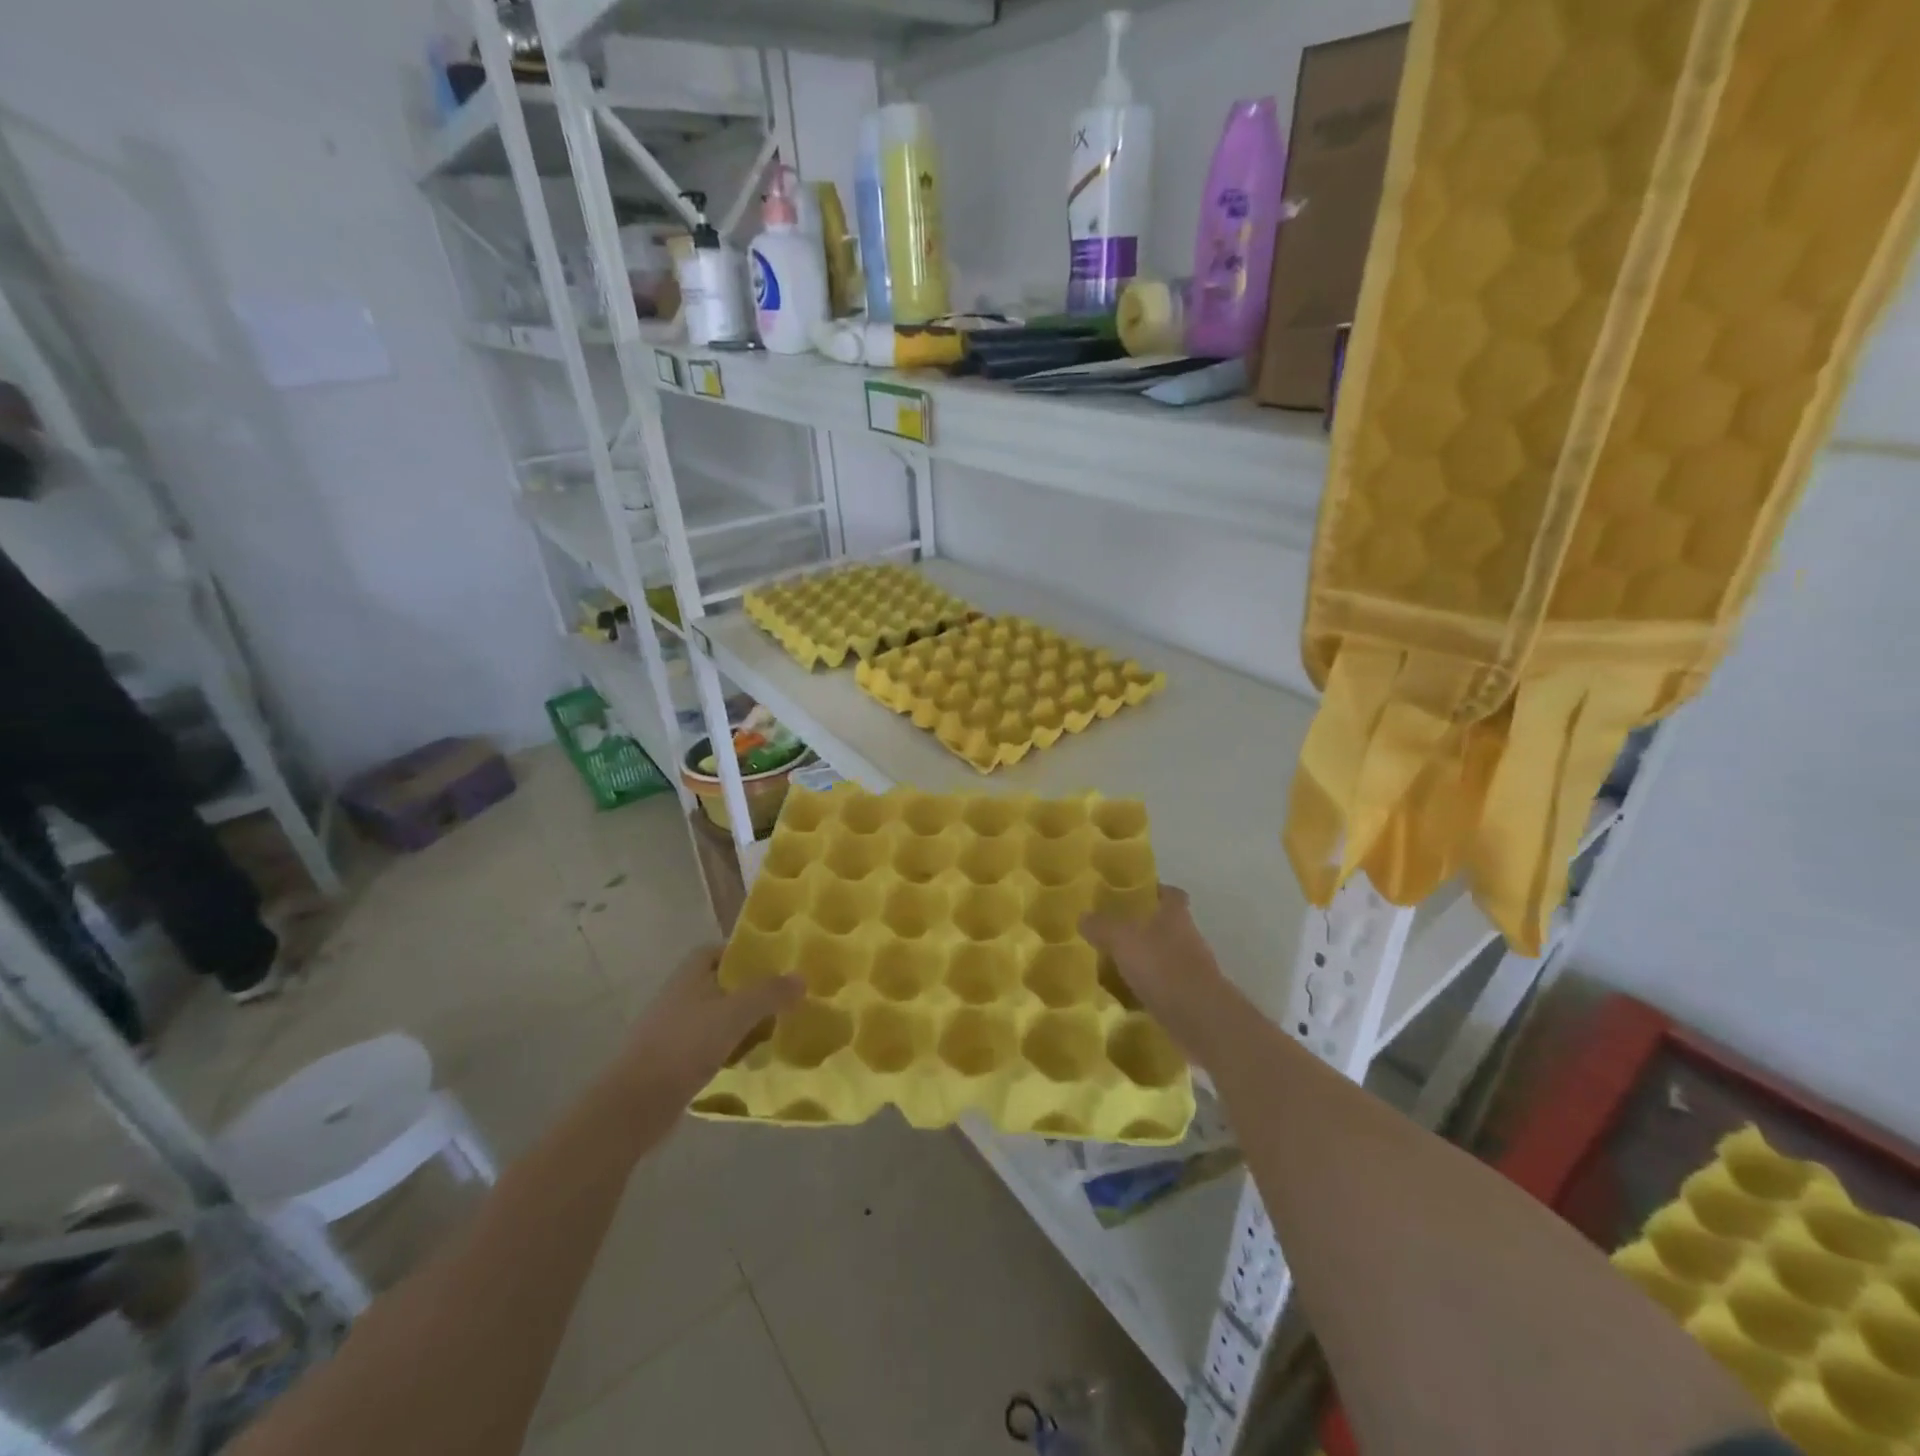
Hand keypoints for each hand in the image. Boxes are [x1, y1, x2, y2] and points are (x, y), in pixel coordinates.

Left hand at [615, 946, 802, 1104]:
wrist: (635, 1105)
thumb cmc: (685, 1046)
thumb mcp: (735, 1014)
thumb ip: (769, 994)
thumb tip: (802, 978)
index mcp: (688, 976)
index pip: (715, 951)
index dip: (741, 953)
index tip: (771, 963)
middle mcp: (678, 997)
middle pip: (717, 984)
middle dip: (747, 991)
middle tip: (779, 999)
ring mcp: (671, 1031)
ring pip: (714, 1017)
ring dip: (739, 1023)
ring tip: (770, 1031)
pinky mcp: (670, 1062)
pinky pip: (706, 1046)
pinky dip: (727, 1049)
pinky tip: (745, 1061)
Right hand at [1081, 885, 1232, 1061]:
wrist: (1200, 1019)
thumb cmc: (1162, 966)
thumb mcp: (1122, 939)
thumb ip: (1101, 926)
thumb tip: (1083, 916)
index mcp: (1175, 915)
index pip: (1171, 894)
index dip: (1154, 892)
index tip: (1133, 896)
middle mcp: (1188, 937)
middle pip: (1166, 926)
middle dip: (1142, 929)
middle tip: (1112, 933)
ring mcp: (1193, 970)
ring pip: (1164, 958)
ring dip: (1144, 961)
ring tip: (1113, 967)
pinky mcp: (1190, 999)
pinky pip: (1164, 988)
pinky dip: (1148, 990)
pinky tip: (1125, 997)